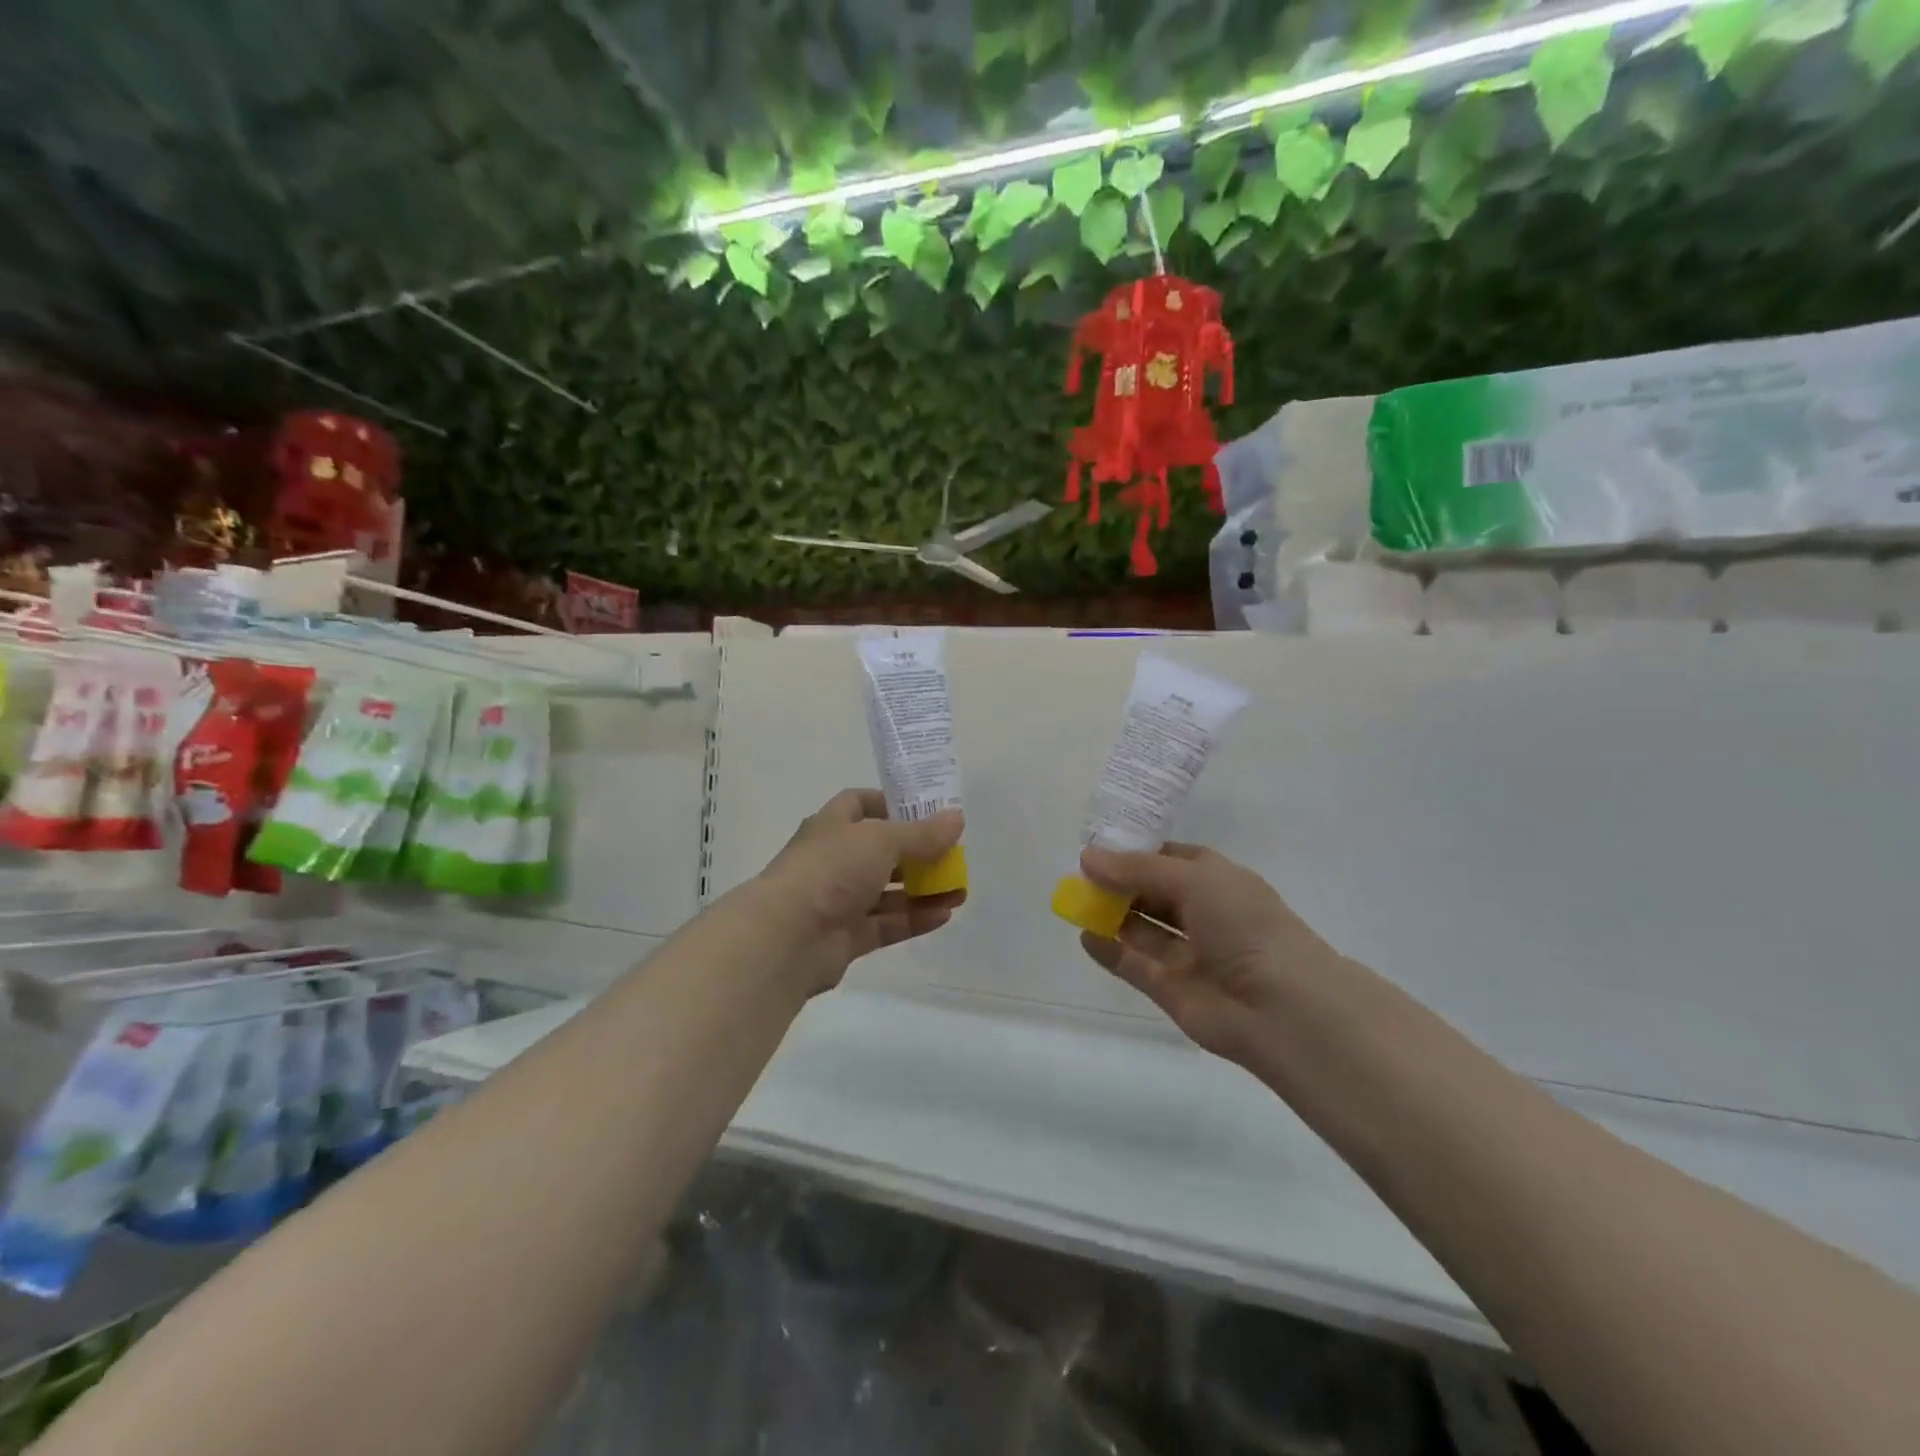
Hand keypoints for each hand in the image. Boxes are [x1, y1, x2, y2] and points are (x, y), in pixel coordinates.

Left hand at [755, 789, 965, 995]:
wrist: (787, 936)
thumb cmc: (831, 870)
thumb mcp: (882, 840)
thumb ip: (922, 834)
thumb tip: (957, 819)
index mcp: (833, 826)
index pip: (860, 804)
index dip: (892, 805)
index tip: (926, 812)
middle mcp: (834, 859)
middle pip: (881, 851)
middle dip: (918, 854)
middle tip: (952, 857)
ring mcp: (839, 900)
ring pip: (887, 891)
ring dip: (922, 890)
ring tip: (959, 891)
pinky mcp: (846, 936)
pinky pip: (886, 924)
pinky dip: (914, 918)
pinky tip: (945, 915)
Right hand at [1077, 842, 1339, 1066]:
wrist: (1281, 1007)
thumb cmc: (1243, 925)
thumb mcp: (1192, 879)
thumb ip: (1136, 869)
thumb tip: (1088, 857)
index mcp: (1217, 879)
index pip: (1170, 857)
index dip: (1136, 851)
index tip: (1098, 847)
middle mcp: (1203, 913)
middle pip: (1152, 892)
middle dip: (1118, 882)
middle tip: (1079, 874)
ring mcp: (1188, 953)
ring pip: (1143, 929)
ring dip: (1112, 914)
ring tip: (1074, 900)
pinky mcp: (1172, 989)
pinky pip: (1134, 964)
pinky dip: (1109, 951)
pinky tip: (1084, 936)